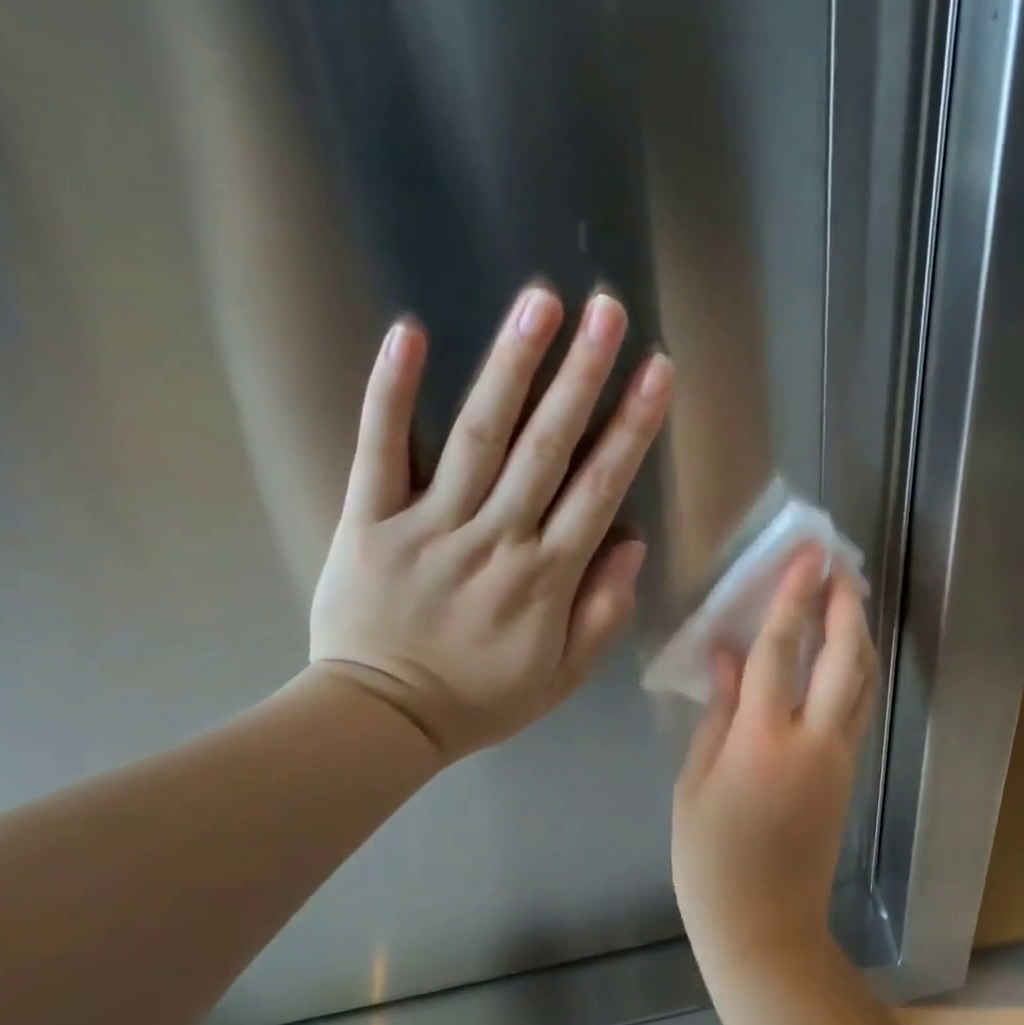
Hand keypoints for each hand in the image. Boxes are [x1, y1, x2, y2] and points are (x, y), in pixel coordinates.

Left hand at [309, 286, 673, 761]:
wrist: (377, 721)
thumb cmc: (480, 699)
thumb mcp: (563, 675)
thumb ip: (603, 610)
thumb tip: (633, 541)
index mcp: (546, 578)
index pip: (600, 488)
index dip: (631, 426)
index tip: (657, 371)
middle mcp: (495, 539)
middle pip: (547, 447)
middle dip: (583, 375)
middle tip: (608, 310)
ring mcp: (428, 524)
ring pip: (477, 436)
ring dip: (512, 366)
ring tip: (540, 303)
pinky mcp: (367, 520)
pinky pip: (378, 449)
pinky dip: (392, 392)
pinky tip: (410, 333)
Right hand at [672, 548, 876, 968]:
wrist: (766, 927)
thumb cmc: (711, 860)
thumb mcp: (694, 784)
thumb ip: (716, 713)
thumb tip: (726, 655)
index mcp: (761, 741)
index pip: (780, 651)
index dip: (793, 598)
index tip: (808, 557)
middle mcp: (812, 740)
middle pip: (842, 657)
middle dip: (844, 605)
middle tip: (839, 566)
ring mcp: (839, 756)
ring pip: (862, 680)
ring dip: (858, 632)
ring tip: (847, 597)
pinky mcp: (849, 771)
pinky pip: (858, 705)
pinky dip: (856, 668)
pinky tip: (844, 652)